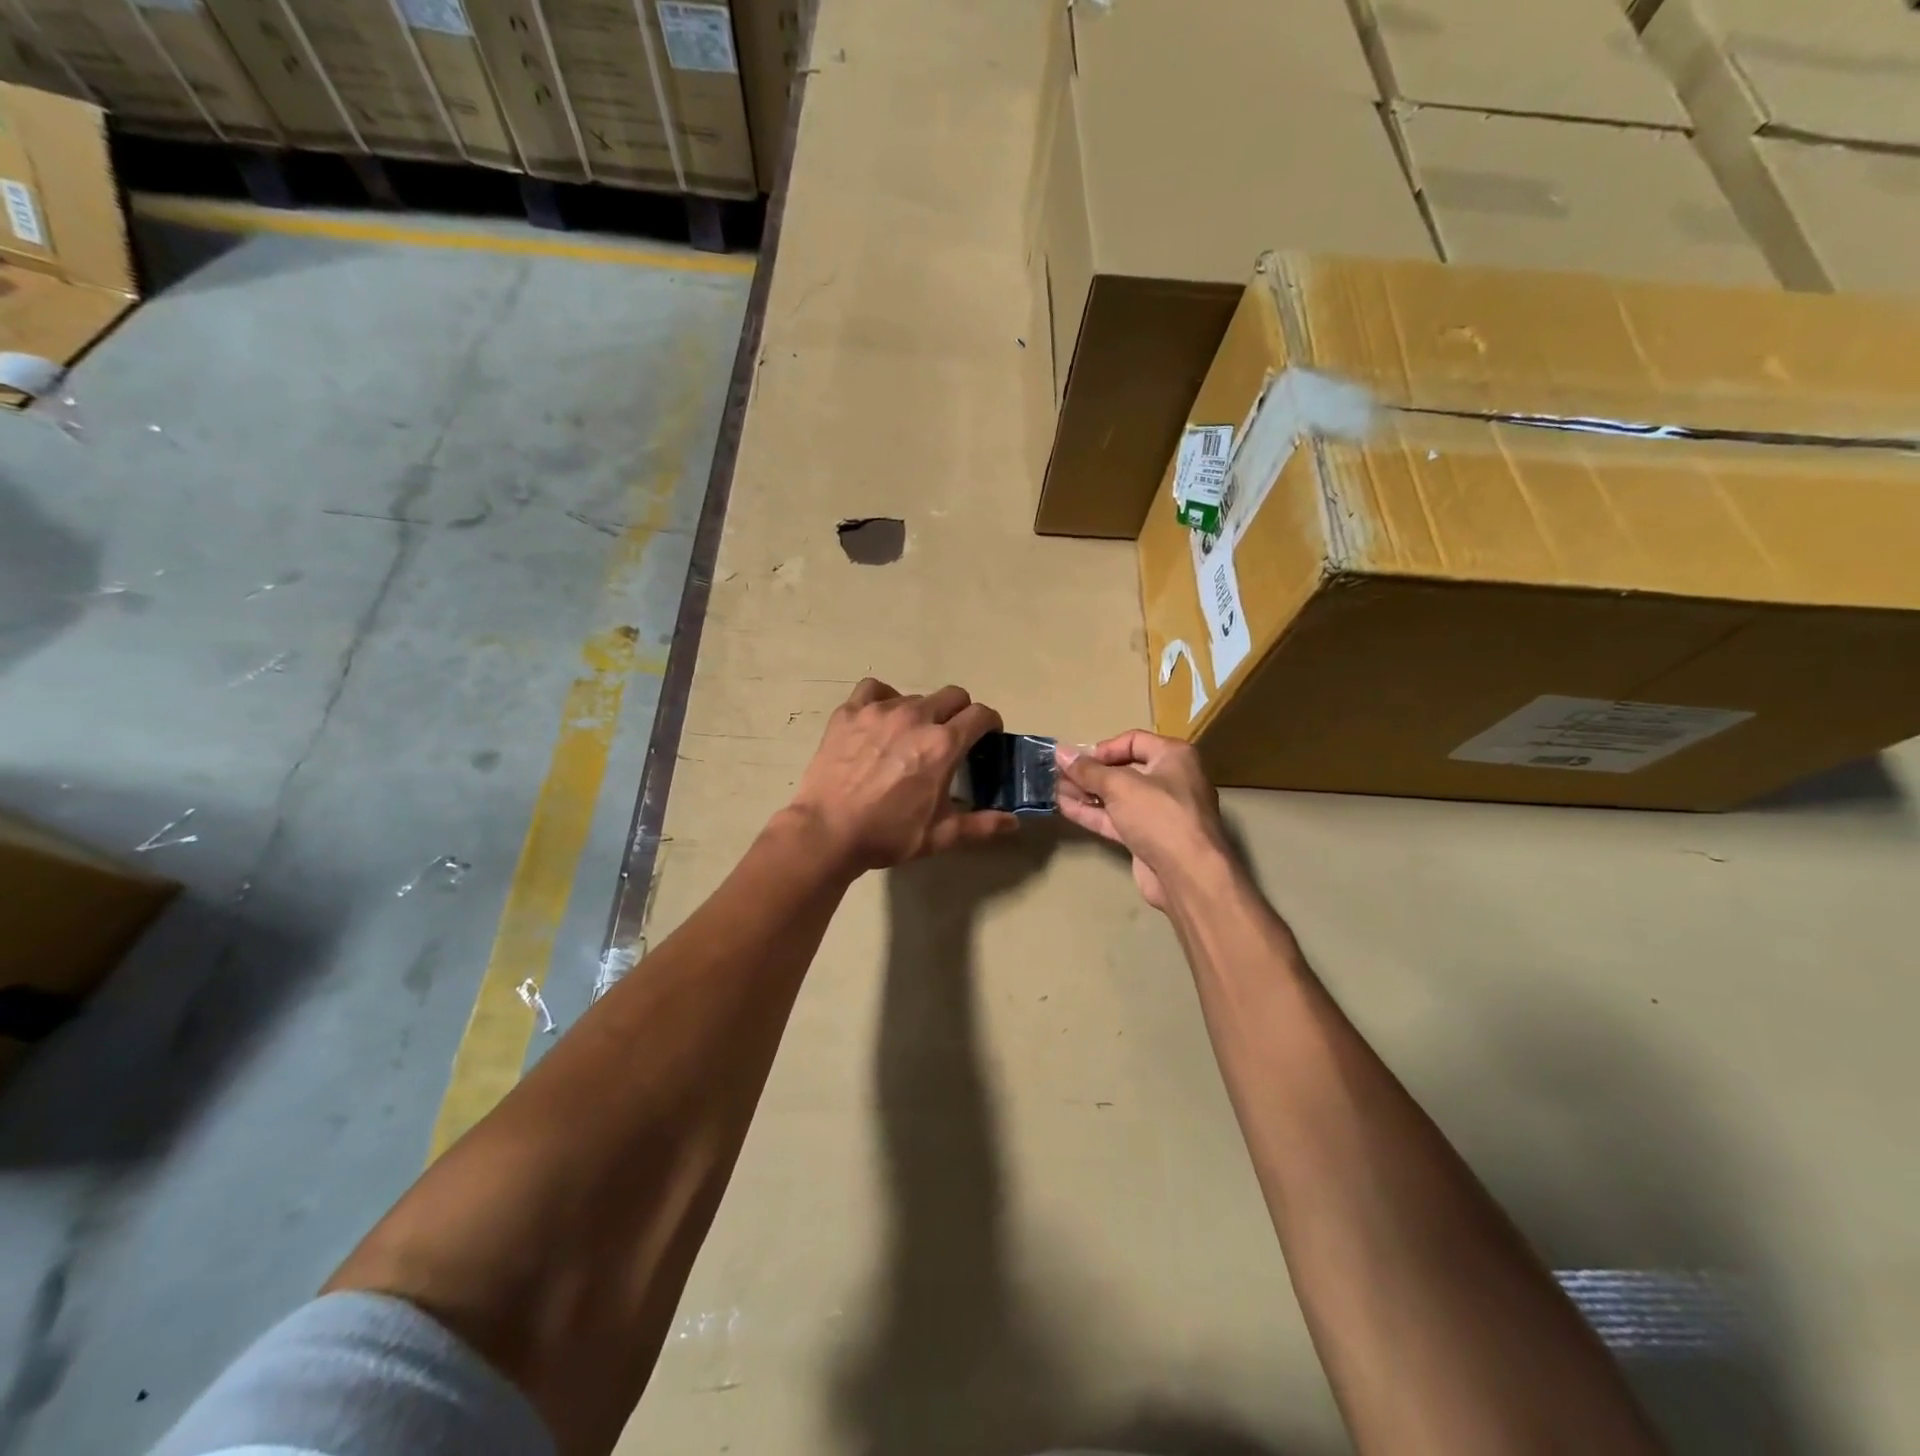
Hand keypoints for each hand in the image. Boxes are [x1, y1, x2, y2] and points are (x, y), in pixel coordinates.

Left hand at [787, 679, 1018, 872]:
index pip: (980, 714)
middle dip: (961, 713)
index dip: (990, 723)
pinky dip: (883, 698)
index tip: (986, 737)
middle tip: (952, 737)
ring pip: (915, 696)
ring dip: (922, 711)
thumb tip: (1014, 821)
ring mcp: (879, 710)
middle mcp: (916, 717)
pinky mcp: (849, 713)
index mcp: (943, 744)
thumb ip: (982, 825)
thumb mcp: (941, 835)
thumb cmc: (888, 834)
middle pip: (953, 695)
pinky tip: (880, 718)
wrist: (828, 832)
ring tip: (911, 735)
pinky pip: (874, 689)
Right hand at [1056, 731, 1228, 911]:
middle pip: (1123, 769)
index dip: (1103, 748)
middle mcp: (1169, 780)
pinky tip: (1064, 807)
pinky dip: (1092, 812)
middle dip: (1090, 772)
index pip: (1134, 740)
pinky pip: (1115, 818)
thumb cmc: (1159, 815)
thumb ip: (1088, 770)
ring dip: (1086, 792)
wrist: (1187, 874)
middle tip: (1057, 773)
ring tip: (1052, 788)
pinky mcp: (1146, 837)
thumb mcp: (1120, 786)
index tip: (1078, 760)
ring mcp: (1158, 811)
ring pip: (1116, 797)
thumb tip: (1061, 751)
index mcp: (1173, 756)